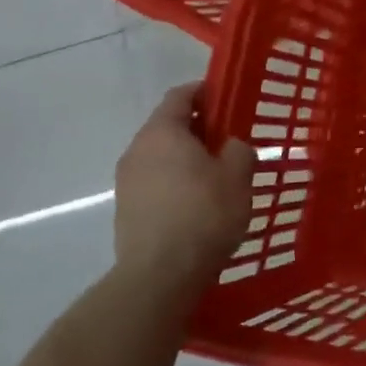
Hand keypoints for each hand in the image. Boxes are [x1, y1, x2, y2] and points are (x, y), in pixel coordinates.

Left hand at [114, 84, 255, 293]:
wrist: (161, 274)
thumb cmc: (205, 213)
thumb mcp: (238, 176)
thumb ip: (238, 150)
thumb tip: (230, 146)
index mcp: (163, 132)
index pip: (179, 96)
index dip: (204, 92)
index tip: (227, 98)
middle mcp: (137, 150)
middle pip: (168, 126)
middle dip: (198, 128)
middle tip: (230, 139)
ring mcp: (127, 181)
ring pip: (161, 156)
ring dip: (187, 157)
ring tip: (217, 174)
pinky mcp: (127, 209)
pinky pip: (155, 181)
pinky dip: (176, 181)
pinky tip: (199, 202)